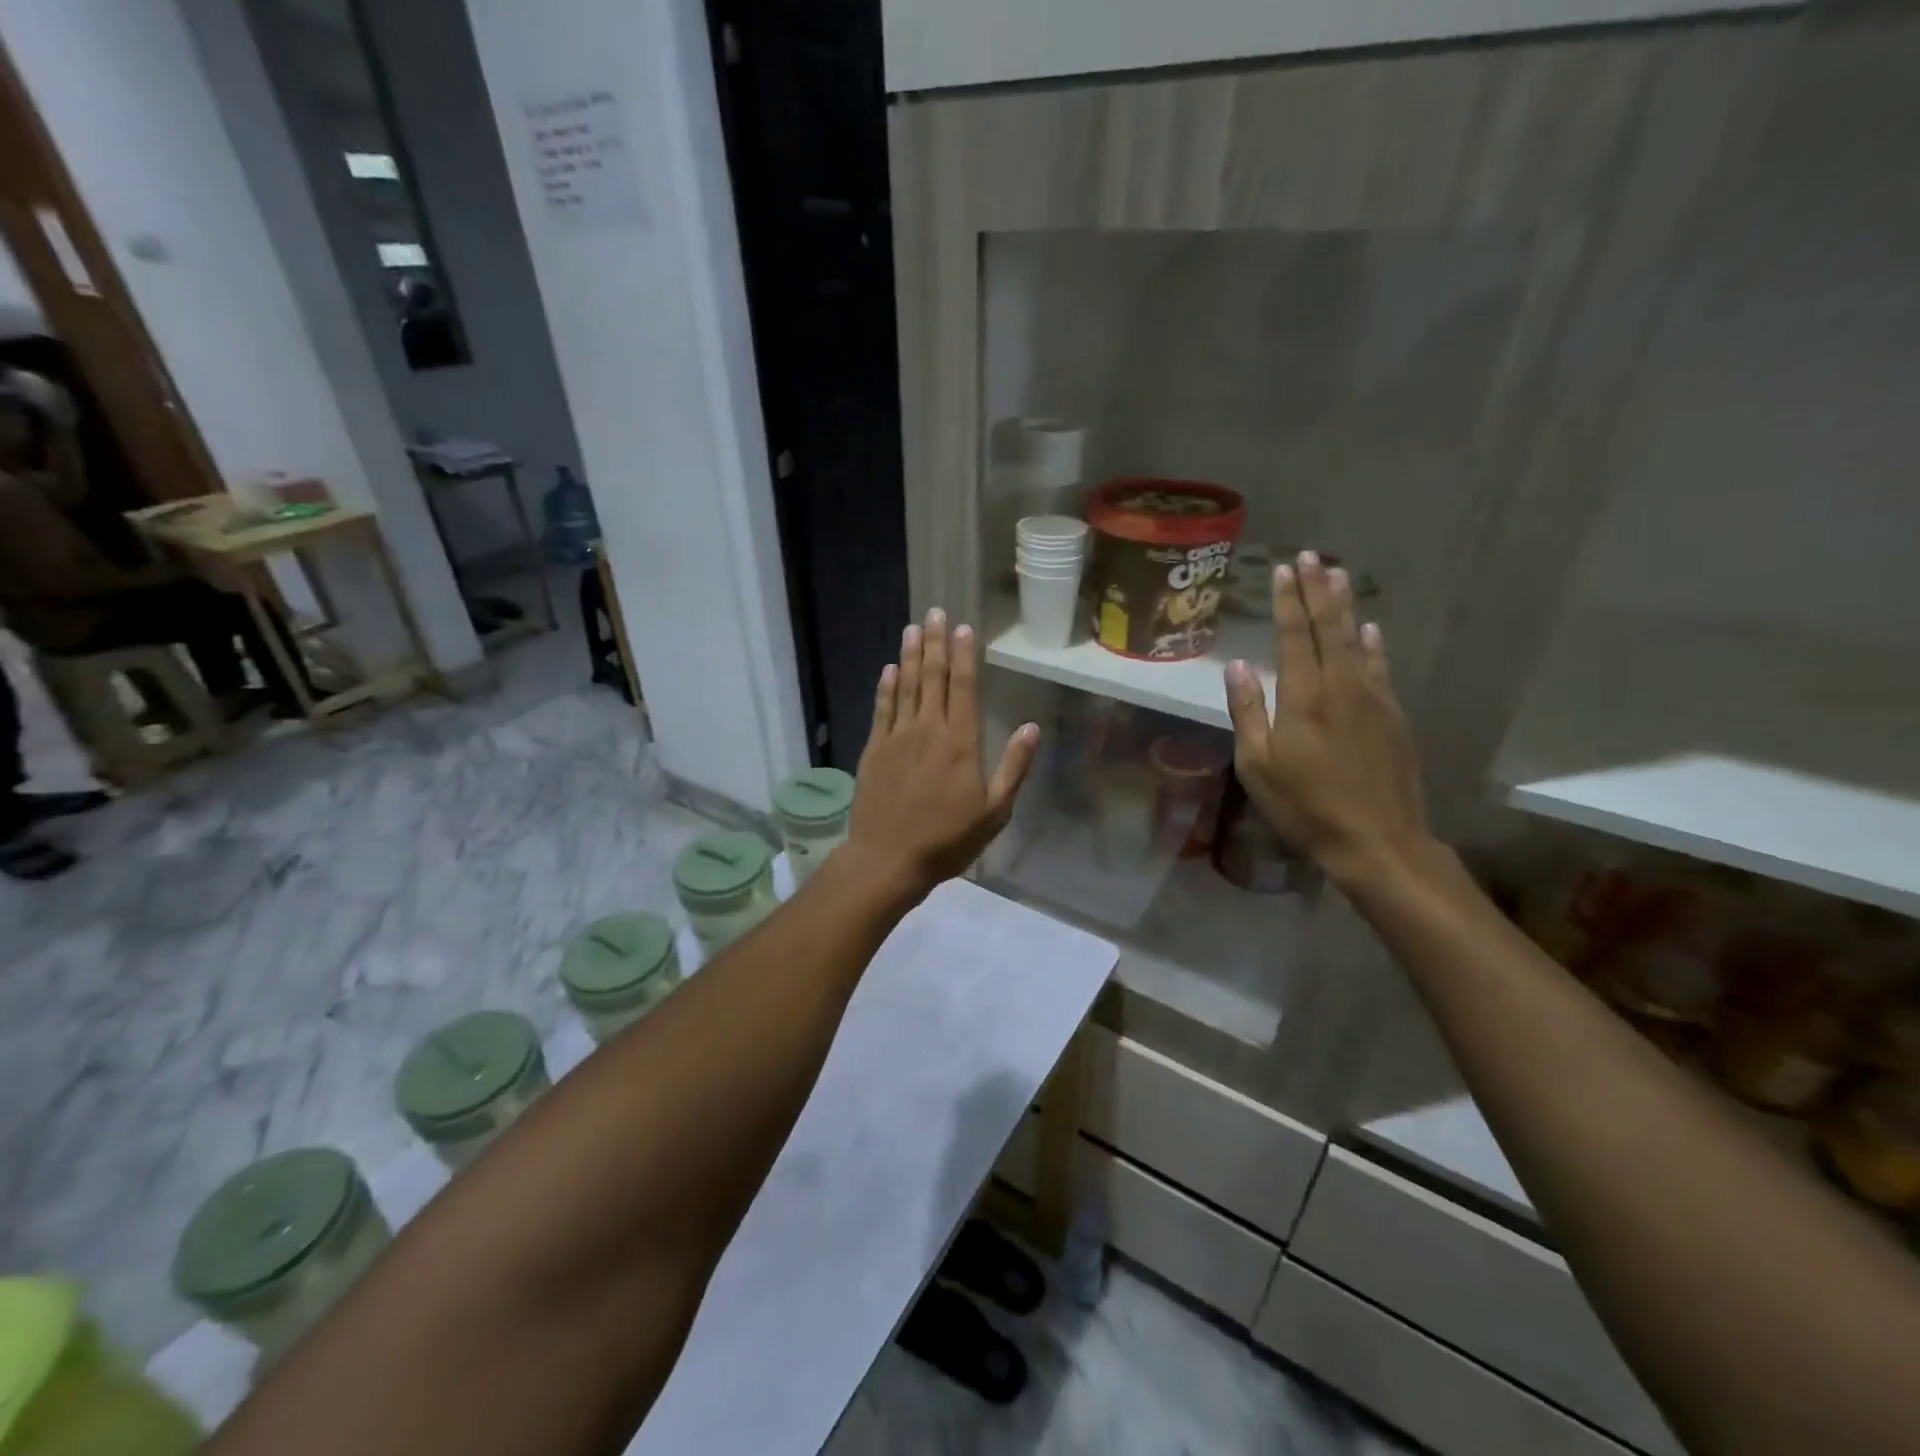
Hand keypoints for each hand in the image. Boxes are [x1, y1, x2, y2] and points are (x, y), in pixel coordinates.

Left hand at [849, 608, 1039, 893]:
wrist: (889, 858)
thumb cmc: (948, 839)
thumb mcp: (995, 811)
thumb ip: (1014, 767)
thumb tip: (1032, 728)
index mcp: (961, 742)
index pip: (964, 687)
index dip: (964, 655)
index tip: (963, 627)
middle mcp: (928, 729)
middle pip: (933, 677)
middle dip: (936, 643)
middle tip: (935, 612)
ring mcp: (897, 737)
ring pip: (906, 686)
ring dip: (911, 655)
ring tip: (913, 628)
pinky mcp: (874, 749)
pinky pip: (882, 709)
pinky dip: (886, 686)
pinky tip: (889, 669)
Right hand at [1223, 551, 1431, 890]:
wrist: (1377, 840)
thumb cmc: (1304, 806)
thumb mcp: (1257, 765)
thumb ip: (1247, 712)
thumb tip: (1238, 666)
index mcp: (1303, 697)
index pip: (1294, 636)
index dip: (1288, 601)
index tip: (1283, 569)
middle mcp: (1341, 686)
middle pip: (1330, 627)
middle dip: (1318, 589)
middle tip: (1311, 556)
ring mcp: (1372, 699)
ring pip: (1358, 639)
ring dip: (1345, 605)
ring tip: (1338, 573)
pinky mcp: (1392, 716)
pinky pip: (1380, 666)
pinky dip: (1373, 642)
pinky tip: (1371, 628)